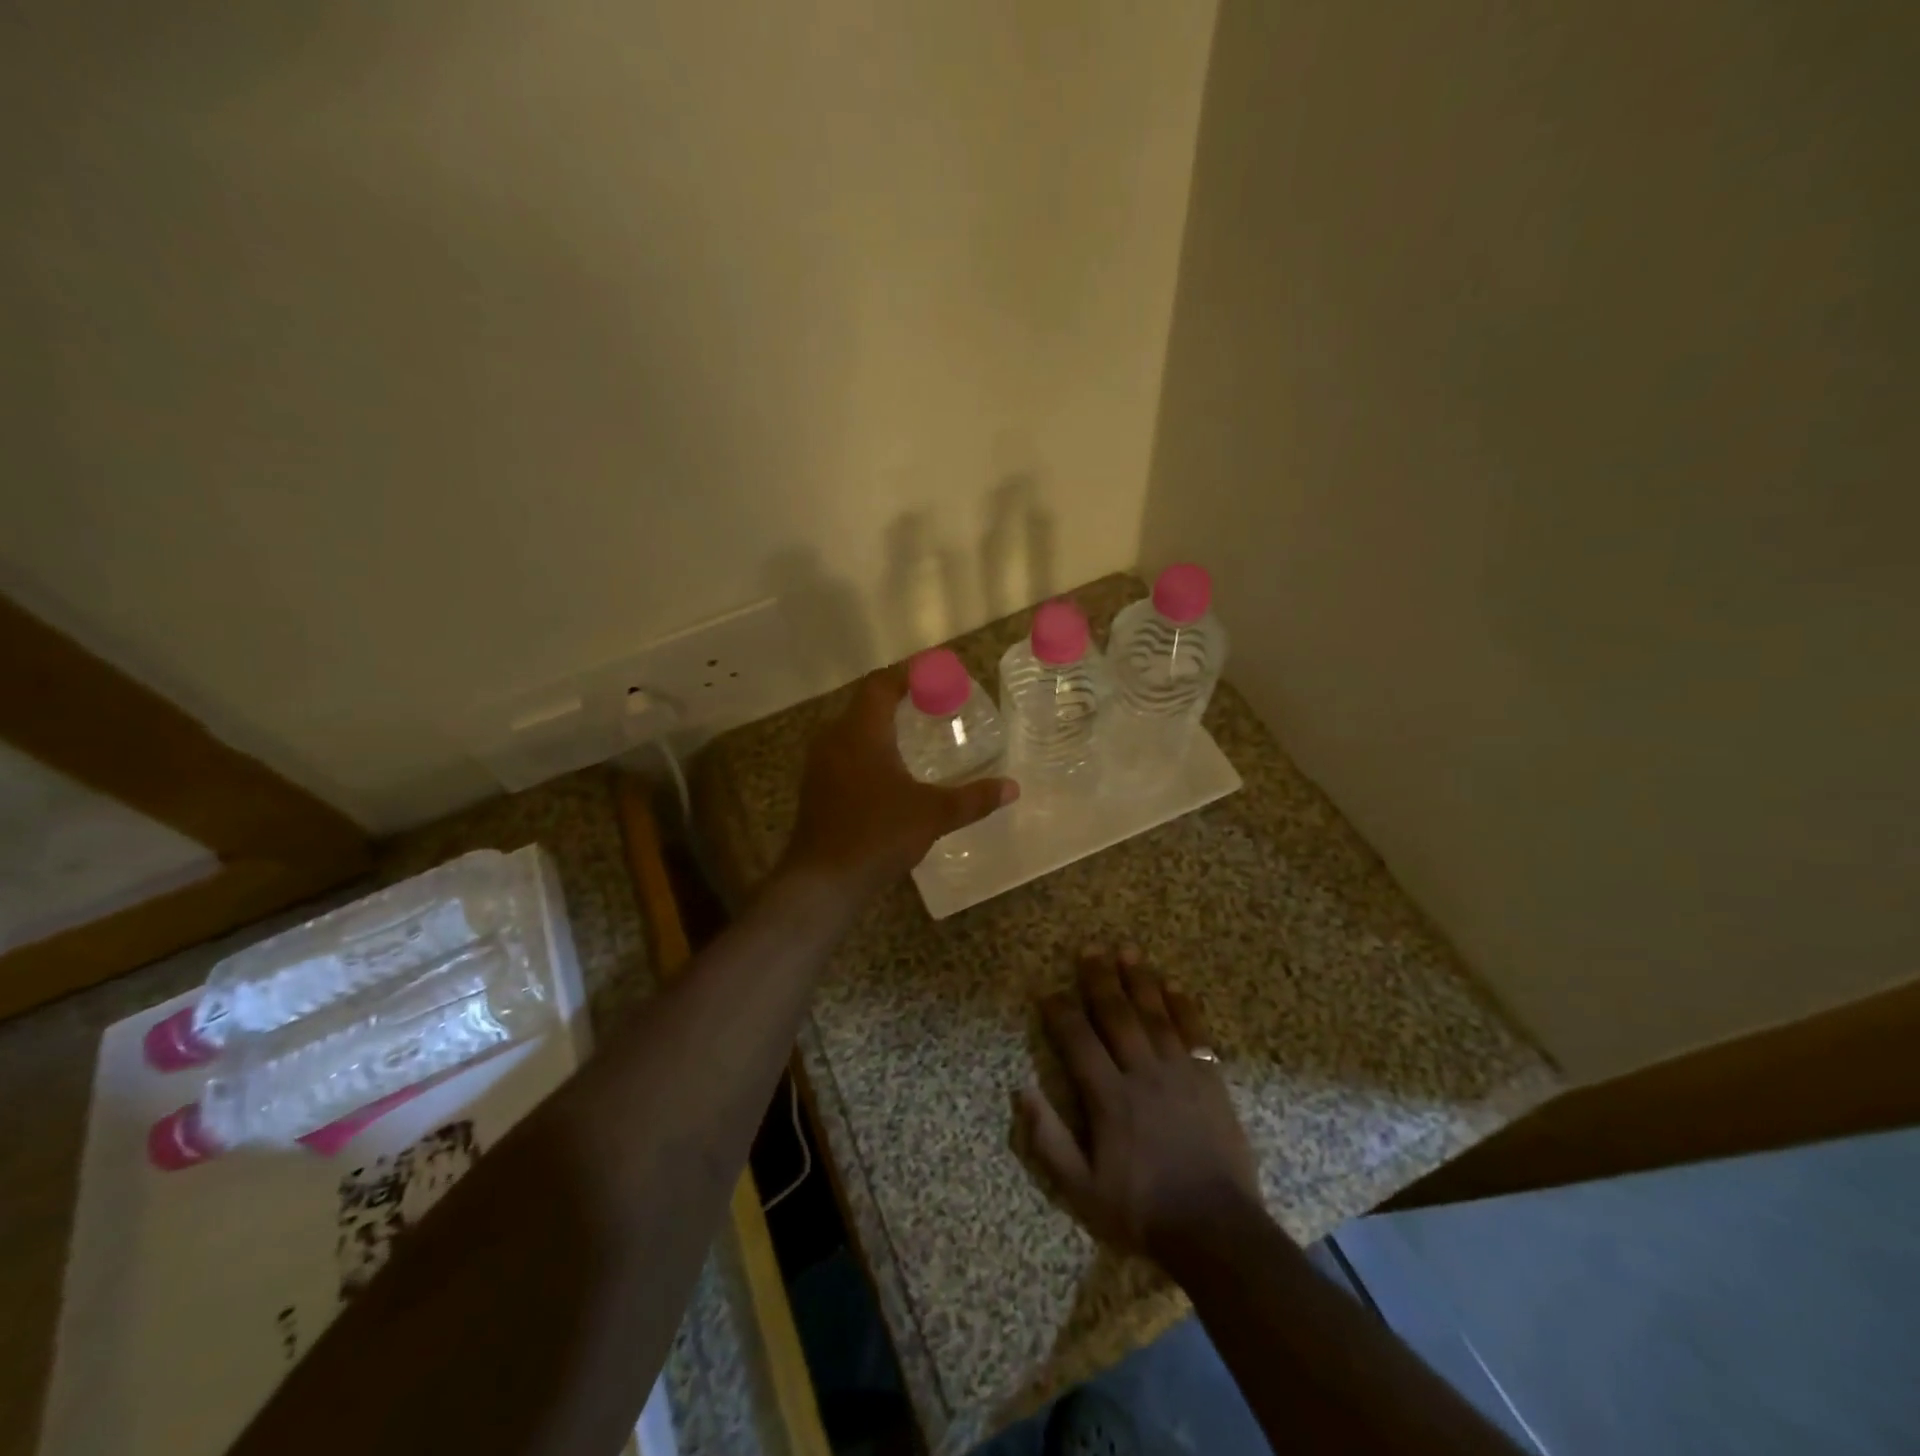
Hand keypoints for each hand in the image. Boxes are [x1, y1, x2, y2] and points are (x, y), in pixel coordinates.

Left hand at [781, 667, 1017, 896]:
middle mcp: (834, 738)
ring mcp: (819, 764)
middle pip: (865, 704)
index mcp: (861, 731)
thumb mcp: (933, 814)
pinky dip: (868, 750)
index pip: (881, 685)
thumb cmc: (878, 835)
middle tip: (932, 704)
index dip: (907, 674)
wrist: (823, 880)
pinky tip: (890, 771)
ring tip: (915, 734)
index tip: (935, 673)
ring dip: (881, 726)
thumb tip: (1012, 788)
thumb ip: (973, 798)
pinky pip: (844, 753)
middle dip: (897, 699)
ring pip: (852, 730)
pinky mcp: (815, 787)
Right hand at [1019, 945, 1260, 1260]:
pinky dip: (1183, 1006)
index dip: (1060, 1013)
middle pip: (1117, 1015)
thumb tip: (1022, 1090)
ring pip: (1155, 1015)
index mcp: (1109, 1098)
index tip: (1048, 991)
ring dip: (1139, 980)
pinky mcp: (1210, 1079)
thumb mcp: (1082, 1190)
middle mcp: (1142, 1073)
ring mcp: (1180, 1072)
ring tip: (1127, 950)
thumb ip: (1049, 1140)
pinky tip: (1173, 985)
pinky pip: (1195, 1032)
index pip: (1078, 1041)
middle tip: (1089, 949)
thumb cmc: (1143, 1210)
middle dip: (1100, 980)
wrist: (1217, 1230)